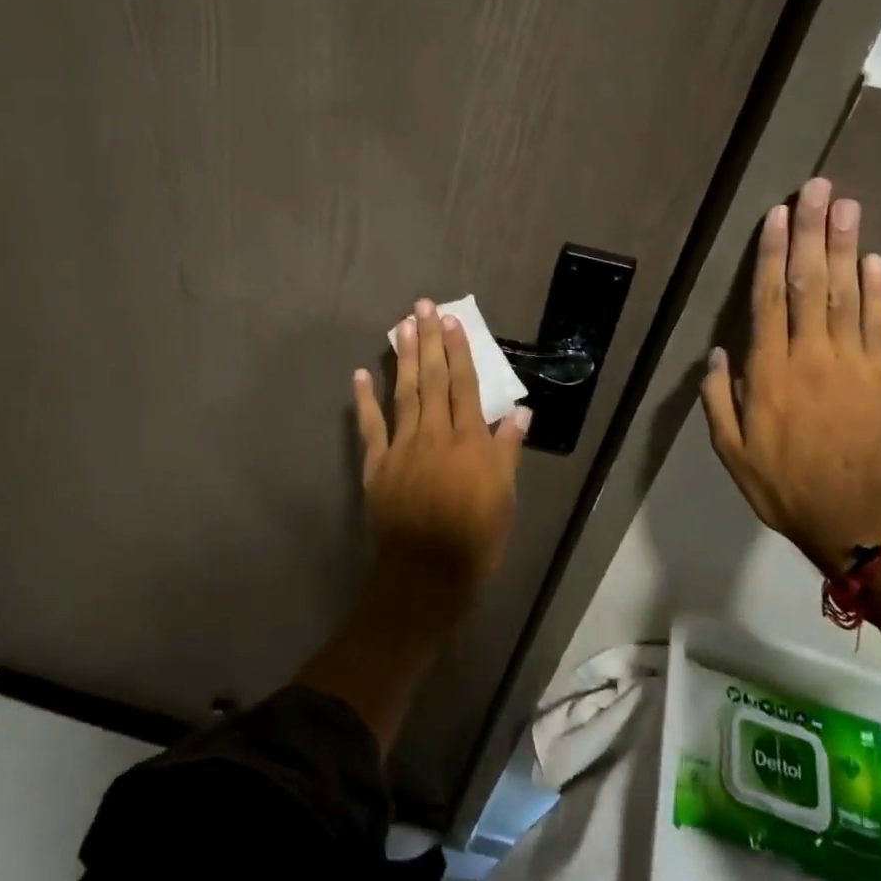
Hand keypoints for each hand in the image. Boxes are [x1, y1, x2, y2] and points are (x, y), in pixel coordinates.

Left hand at [353, 299, 531, 588]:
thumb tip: (520, 413)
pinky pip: (370, 427)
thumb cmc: (475, 538)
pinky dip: (364, 400)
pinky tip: (360, 375)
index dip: (458, 351)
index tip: (451, 322)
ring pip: (403, 394)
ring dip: (401, 358)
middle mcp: (435, 434)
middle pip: (431, 380)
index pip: (464, 385)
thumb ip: (507, 452)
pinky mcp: (378, 465)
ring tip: (400, 326)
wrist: (426, 574)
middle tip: (422, 307)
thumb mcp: (504, 497)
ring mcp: (402, 447)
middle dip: (428, 341)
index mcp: (469, 441)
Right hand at [701, 177, 880, 575]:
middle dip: (811, 232)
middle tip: (817, 188)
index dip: (773, 253)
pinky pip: (880, 325)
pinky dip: (878, 290)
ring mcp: (853, 364)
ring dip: (845, 246)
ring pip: (847, 294)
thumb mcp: (730, 451)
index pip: (770, 299)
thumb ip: (719, 399)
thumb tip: (717, 352)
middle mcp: (811, 356)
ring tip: (846, 206)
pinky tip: (873, 258)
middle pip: (812, 283)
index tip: (777, 215)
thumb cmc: (783, 484)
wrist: (855, 521)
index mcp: (770, 372)